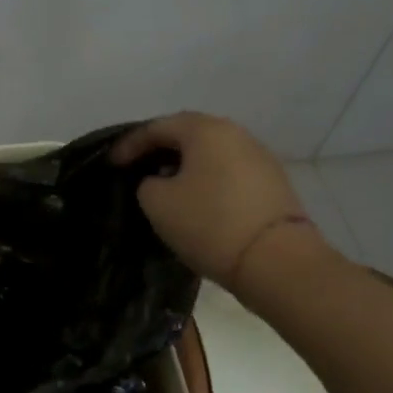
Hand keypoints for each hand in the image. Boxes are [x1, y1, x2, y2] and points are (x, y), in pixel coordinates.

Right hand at [111, 112, 323, 284]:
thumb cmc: (210, 224)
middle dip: (159, 150)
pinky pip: (229, 172)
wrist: (279, 264)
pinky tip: (197, 200)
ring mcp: (259, 158)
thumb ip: (148, 183)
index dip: (129, 145)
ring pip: (210, 153)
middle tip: (138, 167)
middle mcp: (235, 133)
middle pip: (187, 134)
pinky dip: (207, 180)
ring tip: (166, 185)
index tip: (112, 164)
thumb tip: (161, 181)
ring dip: (185, 165)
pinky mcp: (273, 184)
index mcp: (204, 129)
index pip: (156, 128)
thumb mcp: (157, 202)